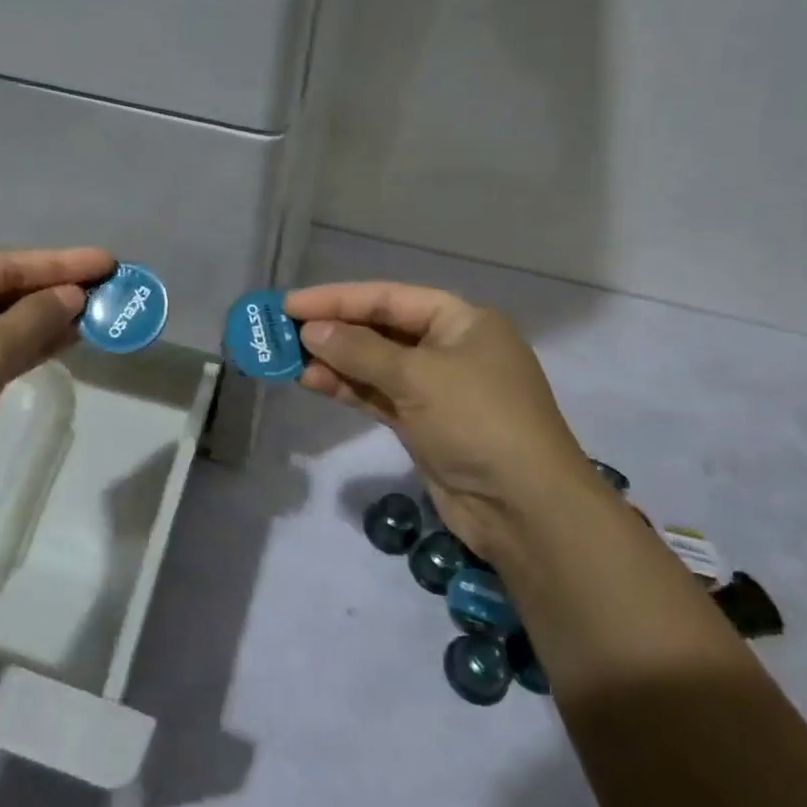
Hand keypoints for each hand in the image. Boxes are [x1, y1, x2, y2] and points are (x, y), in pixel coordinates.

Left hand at [0, 247, 115, 529]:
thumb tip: (73, 296)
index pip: (4, 264)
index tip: (107, 262)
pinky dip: (22, 349)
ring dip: (42, 321)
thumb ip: (33, 320)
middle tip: (108, 289)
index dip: (60, 263)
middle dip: (53, 291)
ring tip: (95, 316)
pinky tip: (59, 345)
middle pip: (0, 291)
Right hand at [283, 282, 604, 562]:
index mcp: (462, 321)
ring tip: (288, 359)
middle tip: (281, 331)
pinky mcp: (424, 423)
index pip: (389, 298)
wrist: (525, 508)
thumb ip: (360, 350)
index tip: (289, 303)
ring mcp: (437, 389)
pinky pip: (378, 395)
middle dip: (332, 330)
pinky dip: (348, 389)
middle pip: (380, 329)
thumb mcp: (417, 377)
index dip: (337, 298)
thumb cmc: (478, 421)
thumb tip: (311, 329)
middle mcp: (450, 348)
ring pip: (375, 365)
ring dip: (334, 361)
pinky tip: (313, 382)